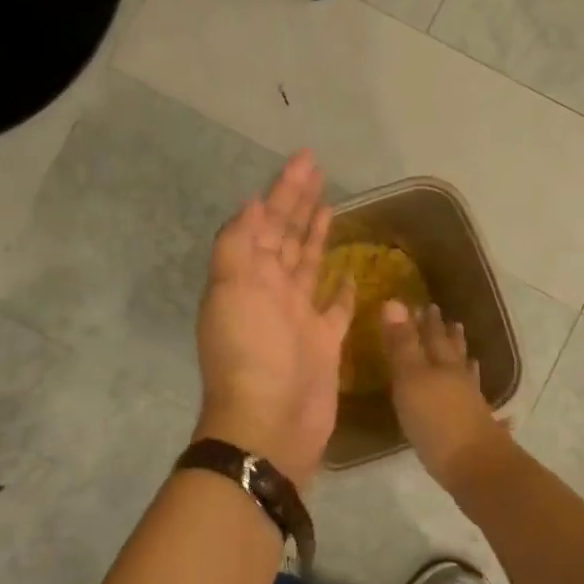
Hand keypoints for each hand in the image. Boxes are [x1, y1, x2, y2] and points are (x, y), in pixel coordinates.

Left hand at [194, 152, 355, 486]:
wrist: (270, 424)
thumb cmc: (251, 353)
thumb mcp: (232, 290)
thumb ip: (240, 244)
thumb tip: (253, 203)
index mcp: (249, 275)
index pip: (267, 220)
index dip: (284, 189)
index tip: (306, 159)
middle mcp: (271, 290)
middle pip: (288, 235)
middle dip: (300, 202)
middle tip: (320, 170)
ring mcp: (298, 317)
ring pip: (309, 265)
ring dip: (316, 235)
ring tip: (331, 206)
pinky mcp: (324, 342)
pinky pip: (334, 308)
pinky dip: (341, 290)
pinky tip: (351, 272)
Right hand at [380, 300, 513, 493]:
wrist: (475, 467)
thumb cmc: (436, 420)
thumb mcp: (410, 379)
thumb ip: (402, 344)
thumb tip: (394, 301)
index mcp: (442, 364)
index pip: (433, 336)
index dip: (427, 321)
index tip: (426, 305)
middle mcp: (459, 379)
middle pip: (453, 352)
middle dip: (448, 337)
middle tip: (449, 321)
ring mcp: (472, 403)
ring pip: (467, 375)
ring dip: (464, 361)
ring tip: (468, 353)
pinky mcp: (477, 427)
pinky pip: (475, 399)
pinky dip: (475, 392)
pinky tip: (480, 397)